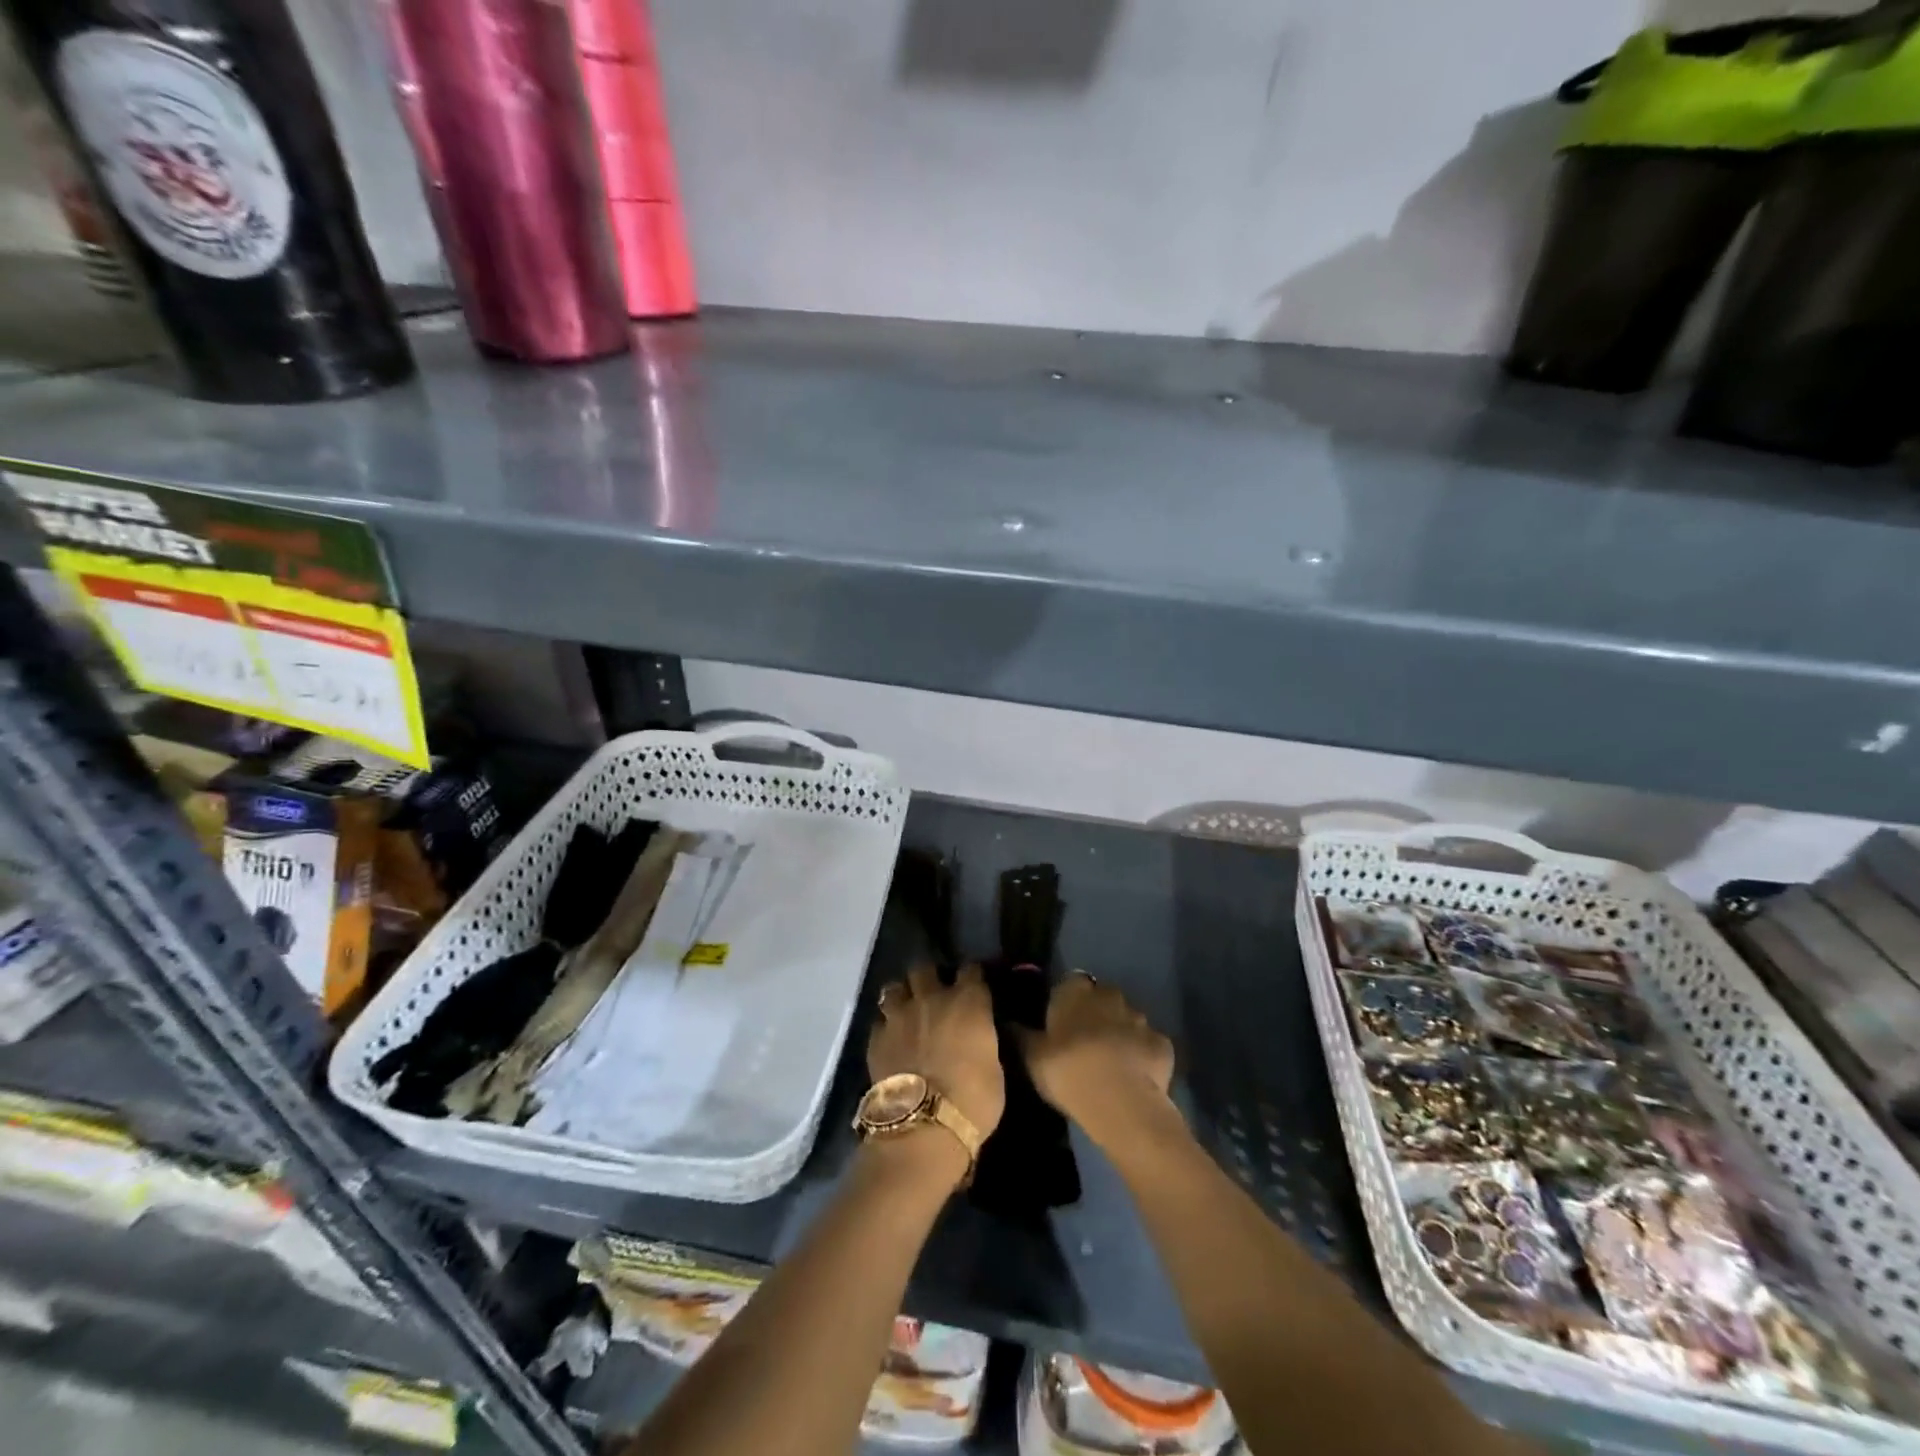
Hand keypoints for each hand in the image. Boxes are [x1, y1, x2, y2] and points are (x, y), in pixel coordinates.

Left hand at [868, 962, 1004, 1138]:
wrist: (924, 1126)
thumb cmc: (973, 1100)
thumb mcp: (994, 1069)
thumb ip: (983, 1042)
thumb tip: (977, 1038)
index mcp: (968, 1002)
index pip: (971, 970)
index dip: (971, 975)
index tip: (973, 984)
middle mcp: (932, 998)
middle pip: (924, 968)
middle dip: (929, 977)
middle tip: (933, 993)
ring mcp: (900, 1015)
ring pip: (894, 987)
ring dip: (902, 996)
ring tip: (906, 1011)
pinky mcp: (877, 1037)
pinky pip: (879, 1021)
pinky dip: (885, 1027)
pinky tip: (890, 1039)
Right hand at [1019, 972, 1175, 1152]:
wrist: (1121, 1102)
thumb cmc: (1068, 1071)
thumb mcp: (1032, 1057)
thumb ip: (1021, 1035)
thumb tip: (1008, 1021)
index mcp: (1075, 992)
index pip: (1069, 984)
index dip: (1065, 1002)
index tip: (1059, 1024)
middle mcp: (1109, 995)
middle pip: (1101, 998)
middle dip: (1095, 1014)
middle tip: (1083, 1044)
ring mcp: (1140, 1018)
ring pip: (1127, 1019)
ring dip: (1120, 1033)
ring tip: (1109, 1063)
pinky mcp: (1162, 1043)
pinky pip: (1149, 1044)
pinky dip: (1142, 1055)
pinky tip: (1135, 1076)